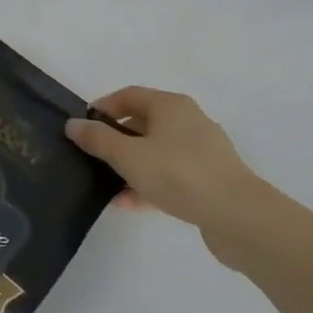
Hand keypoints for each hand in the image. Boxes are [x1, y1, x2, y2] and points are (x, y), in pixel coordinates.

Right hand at [65, 88, 273, 240]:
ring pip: (156, 152)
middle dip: (115, 140)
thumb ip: (97, 139)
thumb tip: (73, 124)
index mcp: (171, 105)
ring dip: (130, 166)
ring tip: (106, 185)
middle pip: (142, 123)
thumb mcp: (128, 155)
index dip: (102, 108)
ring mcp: (202, 152)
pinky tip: (129, 203)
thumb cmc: (179, 174)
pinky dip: (149, 184)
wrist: (239, 217)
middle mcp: (188, 121)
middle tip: (91, 156)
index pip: (128, 95)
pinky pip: (171, 176)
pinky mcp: (210, 180)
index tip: (82, 127)